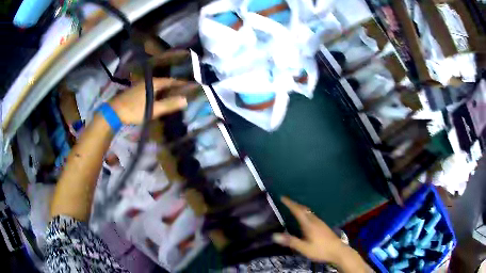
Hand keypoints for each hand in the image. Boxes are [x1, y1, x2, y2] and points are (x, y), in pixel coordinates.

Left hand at [110, 78, 196, 123]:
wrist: (114, 111)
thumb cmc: (134, 110)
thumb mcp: (153, 109)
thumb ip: (169, 104)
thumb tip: (185, 100)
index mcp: (154, 83)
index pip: (171, 81)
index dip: (180, 84)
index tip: (189, 86)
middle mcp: (148, 81)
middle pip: (164, 83)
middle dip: (173, 87)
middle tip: (182, 92)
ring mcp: (140, 85)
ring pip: (156, 86)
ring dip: (164, 90)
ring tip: (172, 96)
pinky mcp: (135, 91)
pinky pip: (150, 89)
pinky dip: (157, 93)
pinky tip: (157, 99)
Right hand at [272, 197, 370, 271]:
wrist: (338, 251)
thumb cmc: (320, 250)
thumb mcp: (304, 248)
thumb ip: (290, 241)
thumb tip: (274, 236)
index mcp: (309, 224)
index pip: (298, 210)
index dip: (290, 203)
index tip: (282, 197)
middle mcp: (315, 220)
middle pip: (304, 209)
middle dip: (295, 204)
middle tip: (286, 202)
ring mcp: (320, 223)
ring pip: (309, 212)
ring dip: (300, 208)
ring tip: (293, 208)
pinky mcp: (323, 226)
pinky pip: (312, 215)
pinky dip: (305, 213)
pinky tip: (305, 219)